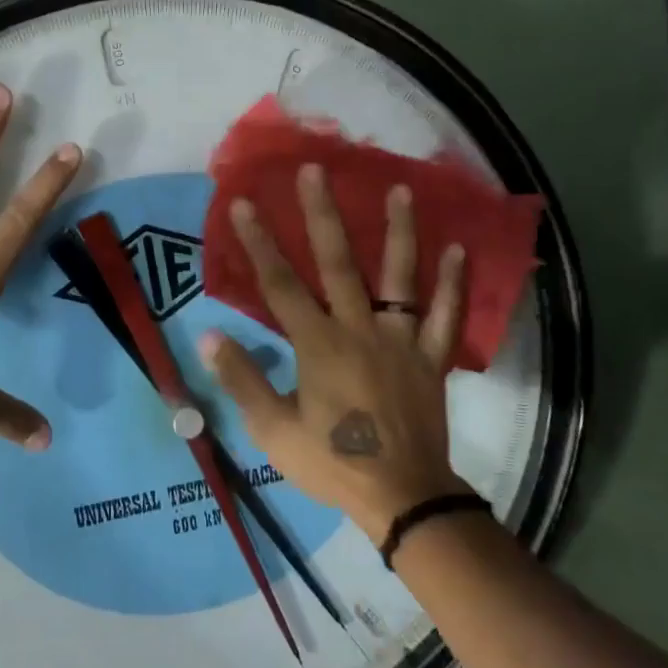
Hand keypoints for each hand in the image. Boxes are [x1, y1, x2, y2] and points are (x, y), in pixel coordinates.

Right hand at [199, 165, 471, 543]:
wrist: (402, 497)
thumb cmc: (333, 463)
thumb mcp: (273, 431)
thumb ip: (243, 379)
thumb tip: (208, 335)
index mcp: (318, 345)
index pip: (280, 285)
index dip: (259, 243)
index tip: (243, 204)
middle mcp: (360, 330)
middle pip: (339, 263)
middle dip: (323, 214)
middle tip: (316, 170)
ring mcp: (402, 341)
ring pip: (401, 279)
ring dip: (401, 232)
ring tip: (401, 189)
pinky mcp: (432, 359)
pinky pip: (446, 317)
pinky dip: (454, 285)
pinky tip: (459, 249)